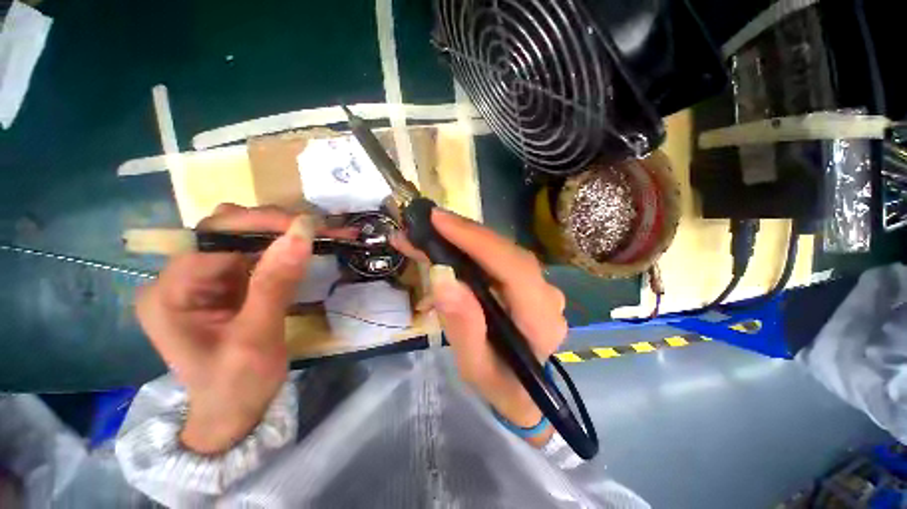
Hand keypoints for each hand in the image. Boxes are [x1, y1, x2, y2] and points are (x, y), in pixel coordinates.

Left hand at [136, 204, 314, 454]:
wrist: (234, 413)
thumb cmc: (237, 386)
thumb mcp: (257, 339)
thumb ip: (275, 283)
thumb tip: (301, 232)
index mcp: (169, 293)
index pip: (212, 239)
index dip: (260, 225)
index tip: (308, 226)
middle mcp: (179, 278)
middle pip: (225, 231)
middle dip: (275, 225)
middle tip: (320, 230)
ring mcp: (203, 279)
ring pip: (243, 237)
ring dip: (283, 232)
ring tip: (320, 234)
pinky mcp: (226, 283)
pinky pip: (256, 253)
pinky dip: (285, 247)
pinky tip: (307, 245)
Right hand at [394, 210, 566, 445]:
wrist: (520, 388)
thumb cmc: (498, 383)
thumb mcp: (473, 365)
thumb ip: (463, 326)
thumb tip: (443, 278)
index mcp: (540, 321)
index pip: (514, 269)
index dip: (477, 241)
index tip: (440, 222)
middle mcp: (546, 295)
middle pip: (507, 252)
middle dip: (465, 234)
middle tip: (428, 222)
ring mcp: (538, 285)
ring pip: (500, 249)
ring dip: (464, 238)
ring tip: (429, 233)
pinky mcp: (526, 280)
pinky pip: (497, 256)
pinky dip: (470, 247)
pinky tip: (445, 244)